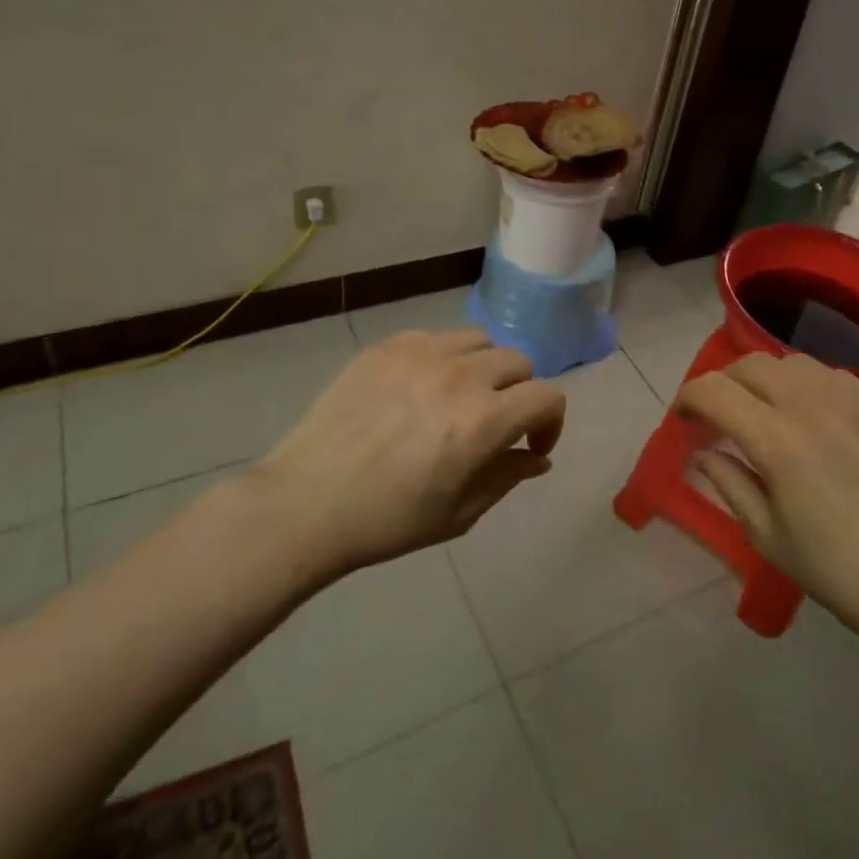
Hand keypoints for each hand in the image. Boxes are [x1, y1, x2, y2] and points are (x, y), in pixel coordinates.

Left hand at [259, 329, 566, 574]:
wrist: (306, 503)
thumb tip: (537, 458)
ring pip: (479, 340)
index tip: (531, 445)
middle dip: (520, 393)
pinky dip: (442, 358)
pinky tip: (418, 388)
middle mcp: (461, 375)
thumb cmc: (388, 520)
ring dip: (484, 368)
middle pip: (518, 361)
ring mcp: (421, 353)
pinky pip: (434, 337)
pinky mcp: (387, 347)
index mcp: (484, 420)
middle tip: (496, 423)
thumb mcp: (459, 514)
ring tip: (459, 397)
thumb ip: (507, 478)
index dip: (551, 422)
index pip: (547, 396)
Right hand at [675, 352, 858, 663]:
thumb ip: (729, 484)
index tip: (682, 419)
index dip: (688, 398)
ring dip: (764, 380)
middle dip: (723, 384)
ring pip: (791, 362)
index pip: (713, 391)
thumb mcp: (768, 537)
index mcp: (776, 439)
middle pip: (750, 365)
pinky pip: (831, 376)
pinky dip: (806, 387)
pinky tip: (813, 420)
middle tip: (719, 417)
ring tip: (765, 413)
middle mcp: (811, 403)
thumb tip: (705, 452)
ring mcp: (853, 399)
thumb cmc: (841, 572)